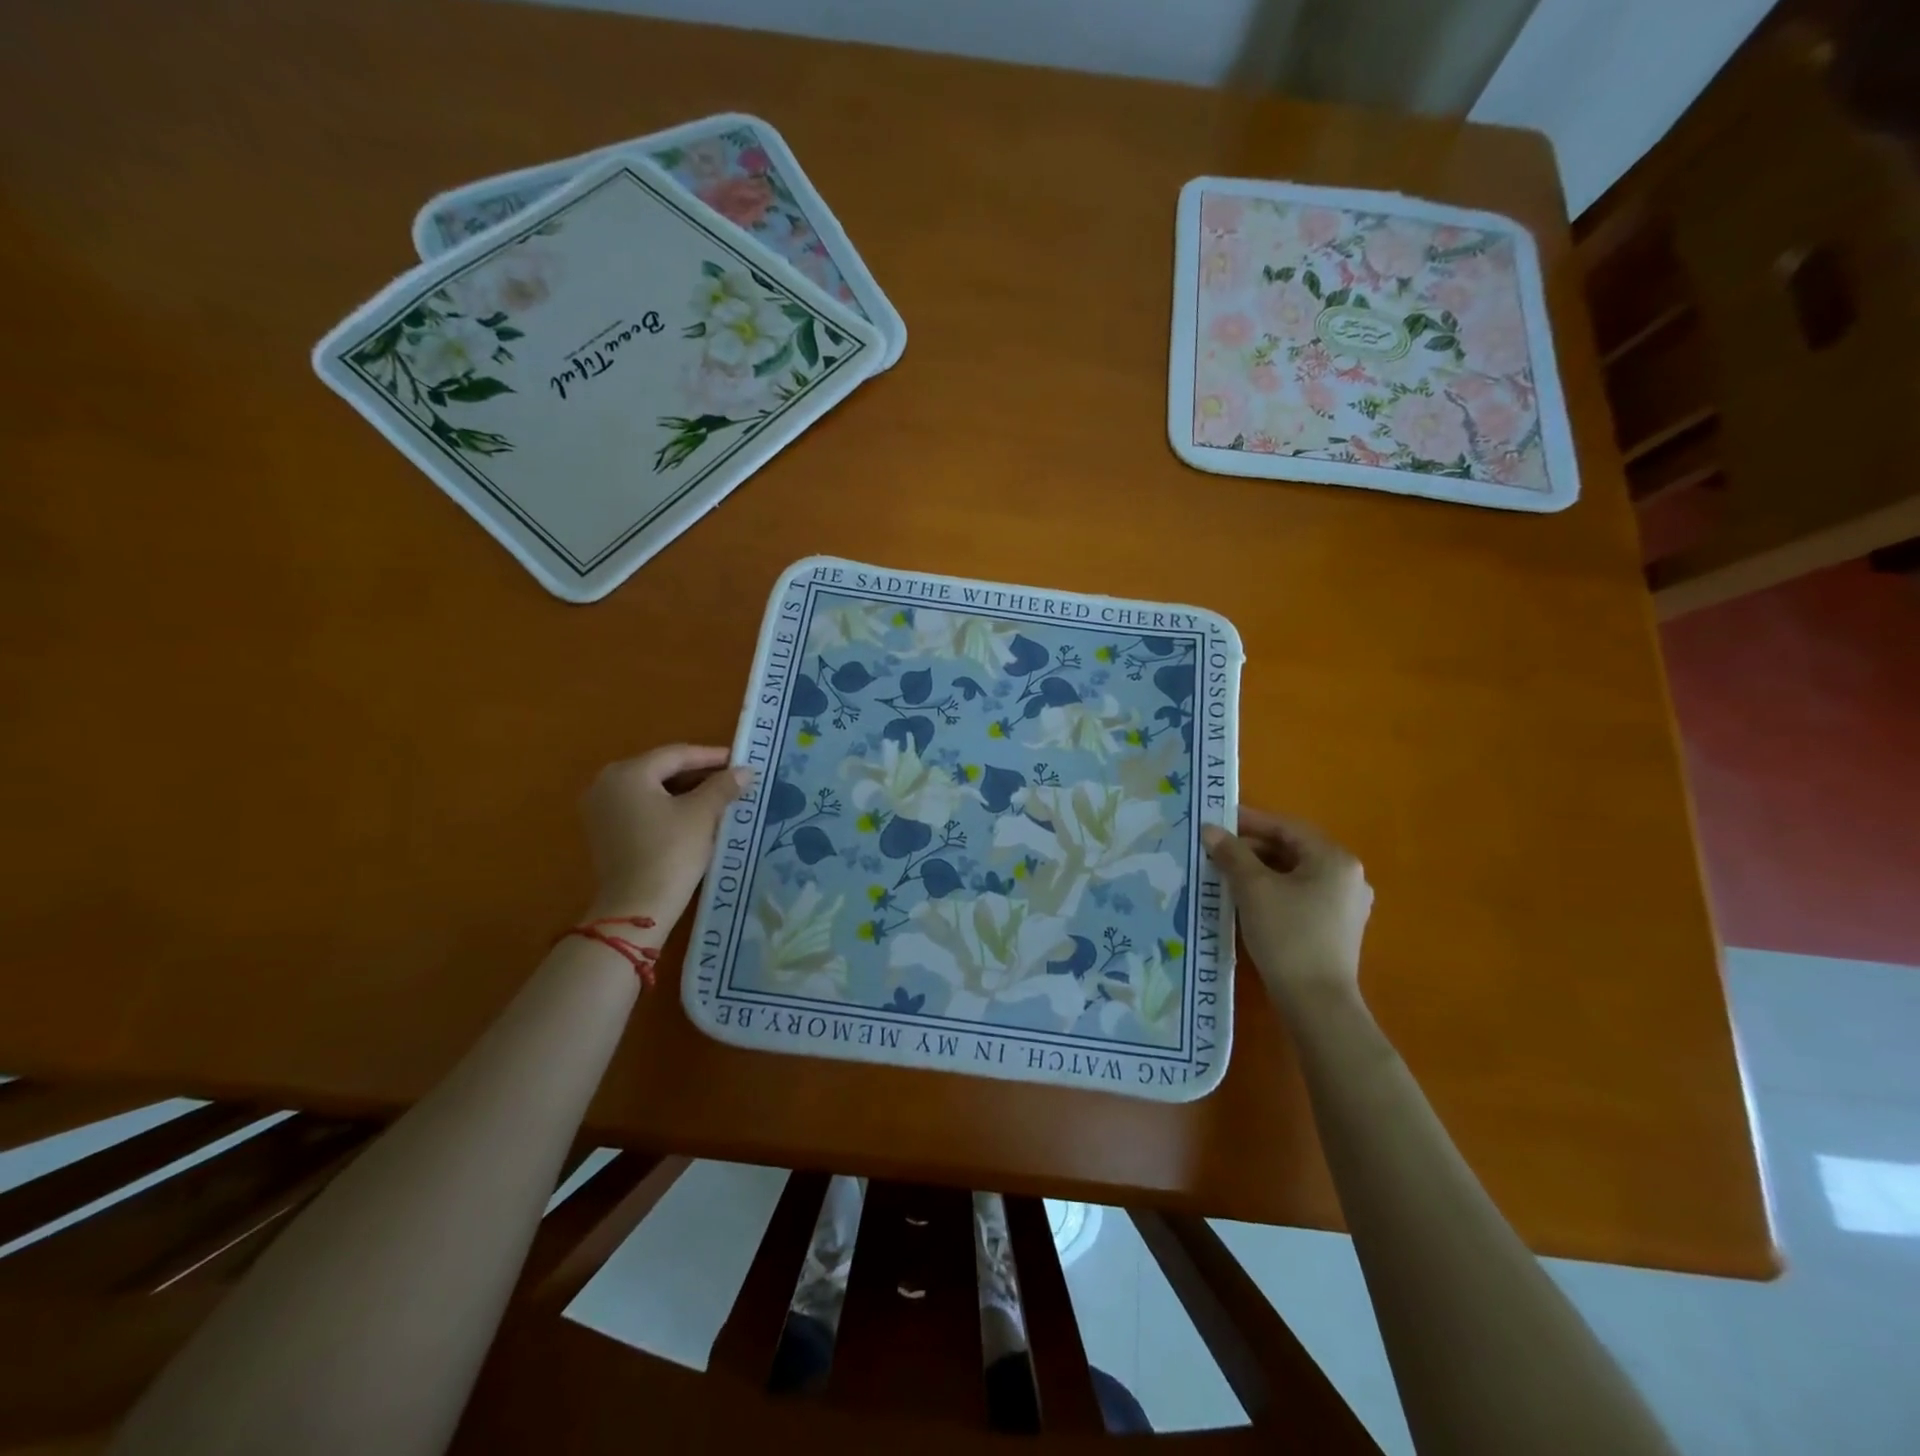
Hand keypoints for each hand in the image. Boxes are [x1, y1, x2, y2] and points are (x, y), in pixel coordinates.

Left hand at [580, 744, 751, 928]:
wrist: (636, 907)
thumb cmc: (670, 853)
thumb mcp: (702, 815)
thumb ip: (723, 786)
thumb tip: (745, 771)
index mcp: (628, 772)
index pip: (677, 754)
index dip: (712, 756)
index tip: (740, 761)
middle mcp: (606, 783)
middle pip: (661, 770)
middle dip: (698, 774)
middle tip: (731, 779)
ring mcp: (600, 809)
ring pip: (651, 789)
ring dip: (685, 791)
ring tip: (718, 797)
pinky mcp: (604, 832)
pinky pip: (641, 807)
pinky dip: (667, 807)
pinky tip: (693, 816)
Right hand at [1202, 807, 1372, 1008]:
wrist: (1316, 1002)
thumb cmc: (1287, 935)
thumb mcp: (1253, 889)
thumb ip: (1231, 854)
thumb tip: (1210, 830)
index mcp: (1334, 859)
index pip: (1287, 827)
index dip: (1250, 821)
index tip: (1218, 821)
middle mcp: (1348, 876)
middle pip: (1292, 850)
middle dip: (1252, 848)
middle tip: (1216, 851)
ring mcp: (1345, 904)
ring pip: (1295, 874)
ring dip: (1260, 870)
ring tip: (1225, 874)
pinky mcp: (1336, 928)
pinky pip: (1300, 896)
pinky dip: (1273, 890)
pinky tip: (1247, 900)